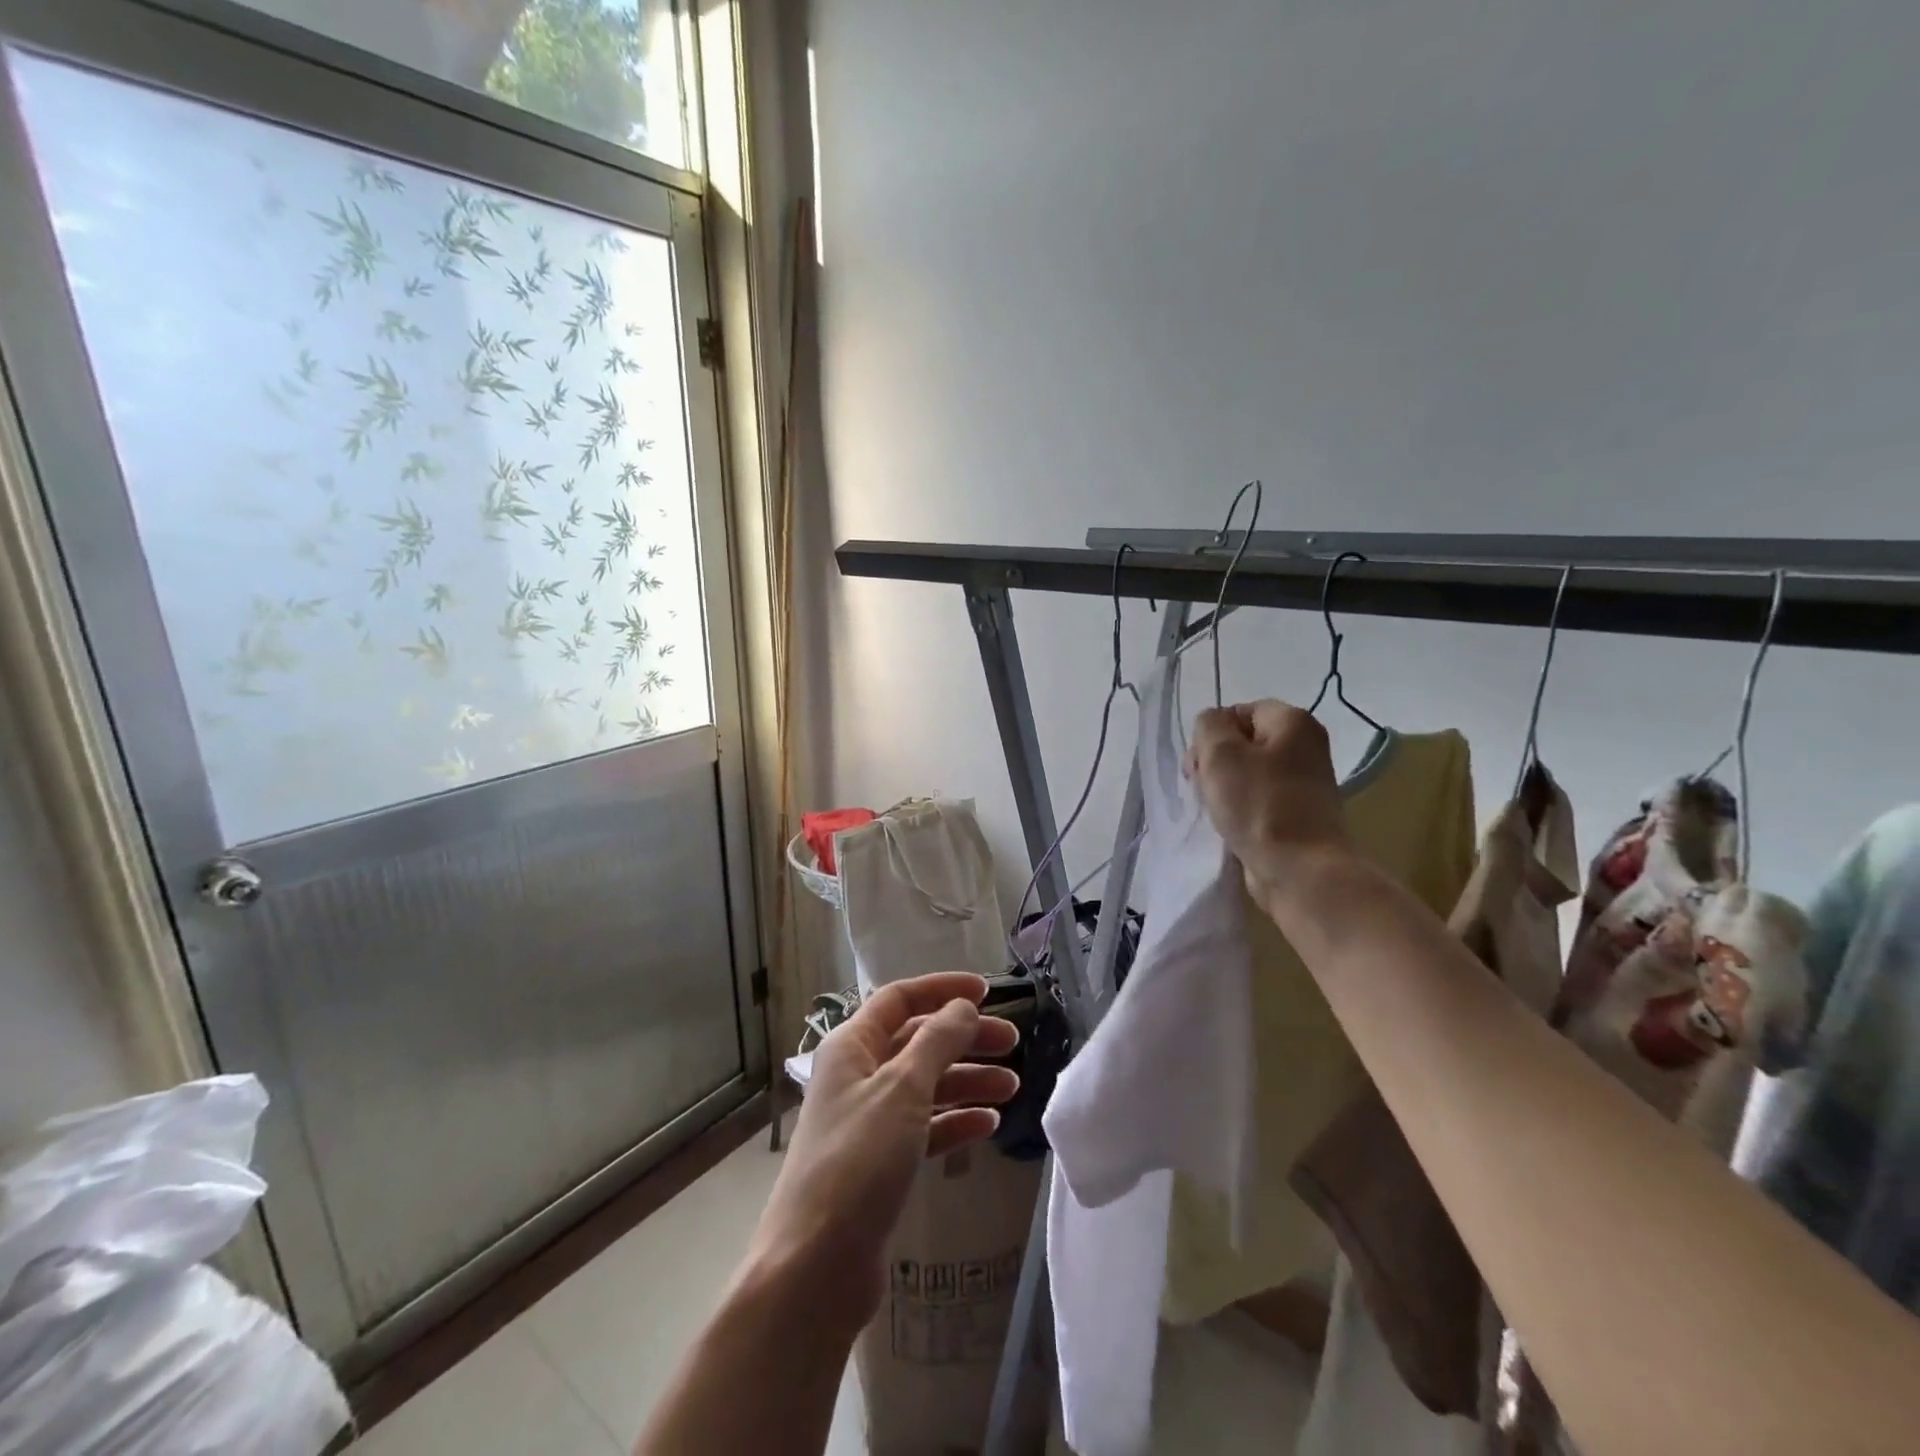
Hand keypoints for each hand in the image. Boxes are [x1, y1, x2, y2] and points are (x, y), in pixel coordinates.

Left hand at [746, 972, 1019, 1338]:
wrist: (815, 1268)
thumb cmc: (858, 1161)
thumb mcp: (903, 1089)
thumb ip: (937, 1041)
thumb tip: (963, 1006)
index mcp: (852, 1046)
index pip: (900, 999)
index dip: (943, 990)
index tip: (987, 992)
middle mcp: (858, 1075)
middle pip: (919, 1041)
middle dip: (965, 1038)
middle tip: (1013, 1043)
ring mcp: (869, 1121)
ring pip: (926, 1085)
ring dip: (967, 1081)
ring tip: (1012, 1087)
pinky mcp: (880, 1163)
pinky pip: (925, 1127)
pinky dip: (956, 1121)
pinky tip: (988, 1125)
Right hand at [1186, 699, 1352, 894]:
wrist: (1300, 870)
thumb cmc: (1259, 805)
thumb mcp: (1220, 753)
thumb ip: (1208, 726)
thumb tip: (1212, 726)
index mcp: (1293, 722)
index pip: (1238, 712)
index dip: (1211, 734)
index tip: (1199, 763)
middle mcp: (1305, 746)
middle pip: (1242, 742)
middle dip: (1214, 762)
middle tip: (1201, 787)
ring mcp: (1304, 782)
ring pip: (1247, 773)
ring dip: (1223, 788)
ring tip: (1214, 809)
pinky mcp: (1298, 814)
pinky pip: (1258, 799)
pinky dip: (1240, 808)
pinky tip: (1229, 824)